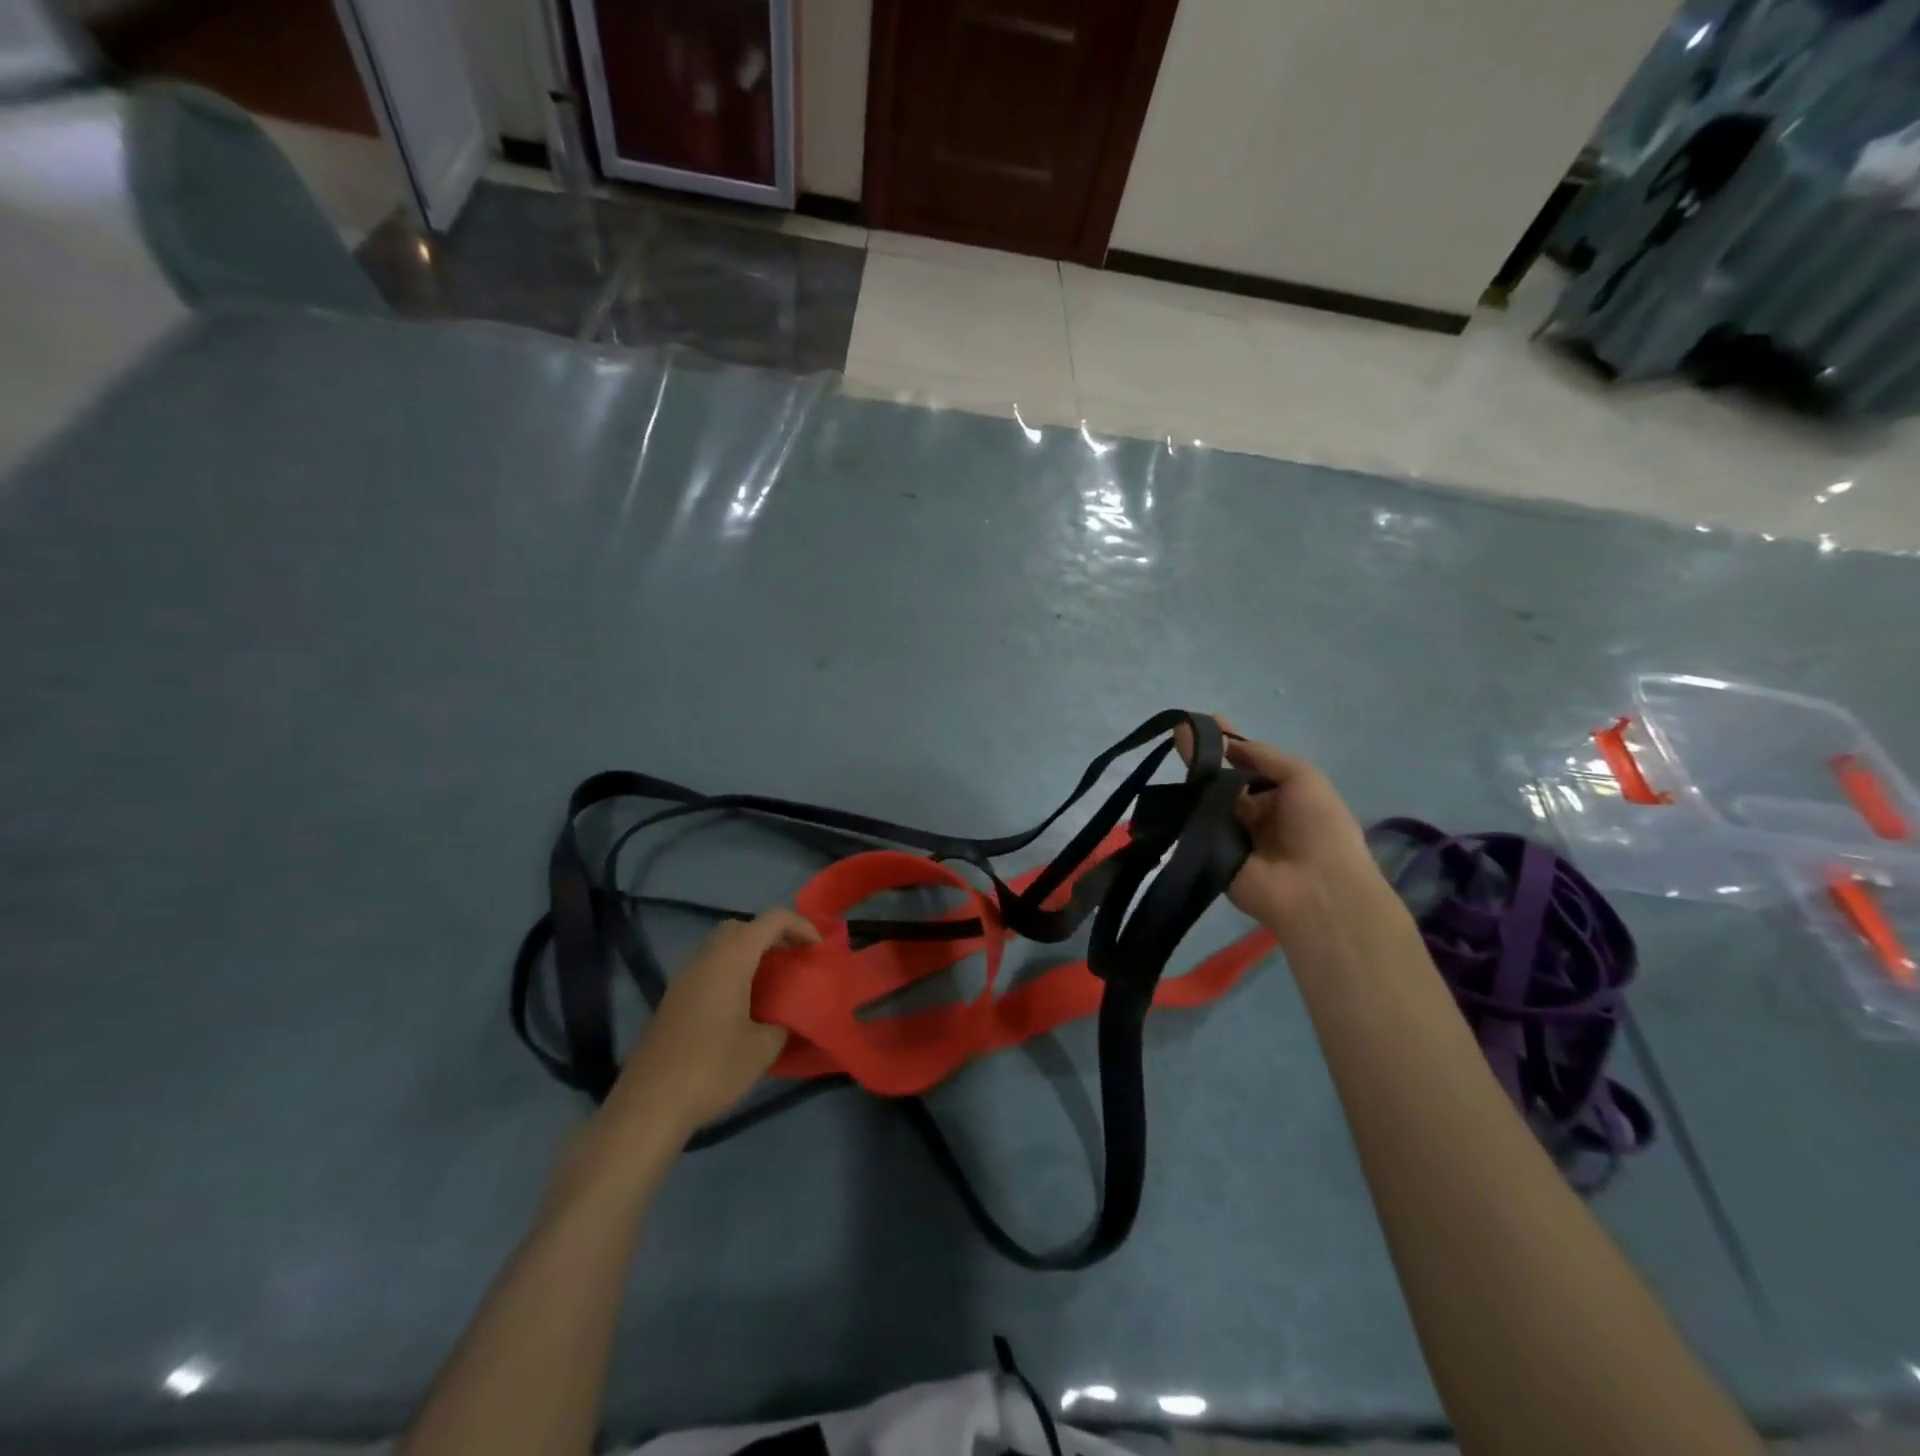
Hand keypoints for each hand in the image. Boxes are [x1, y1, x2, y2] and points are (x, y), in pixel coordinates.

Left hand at [607, 909, 820, 1139]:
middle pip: (743, 926)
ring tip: (773, 982)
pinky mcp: (673, 997)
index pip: (772, 919)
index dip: (801, 926)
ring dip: (750, 953)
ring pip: (722, 945)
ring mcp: (685, 976)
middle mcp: (706, 956)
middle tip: (794, 961)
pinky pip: (709, 966)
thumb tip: (790, 1016)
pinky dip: (732, 971)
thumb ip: (784, 1022)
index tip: (819, 950)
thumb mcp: (763, 1048)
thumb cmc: (712, 1069)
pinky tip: (744, 1004)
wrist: (649, 1105)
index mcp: (732, 958)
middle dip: (773, 936)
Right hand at [1177, 715, 1383, 941]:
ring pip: (1206, 802)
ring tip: (1171, 745)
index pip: (1249, 763)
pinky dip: (1184, 811)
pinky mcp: (1212, 856)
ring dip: (1191, 778)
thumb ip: (1264, 756)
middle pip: (1222, 780)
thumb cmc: (1319, 828)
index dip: (1230, 742)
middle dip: (1203, 756)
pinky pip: (1195, 829)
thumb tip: (1228, 743)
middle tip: (1178, 731)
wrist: (1315, 889)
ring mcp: (1231, 836)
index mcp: (1281, 796)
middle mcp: (1254, 814)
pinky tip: (1167, 786)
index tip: (1205, 721)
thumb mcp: (1304, 777)